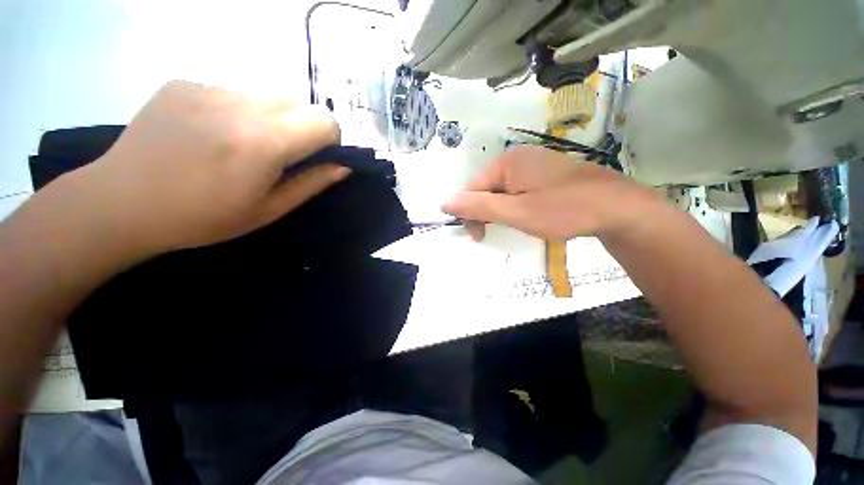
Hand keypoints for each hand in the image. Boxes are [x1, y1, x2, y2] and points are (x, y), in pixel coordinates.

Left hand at [70, 80, 346, 254]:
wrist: (121, 202)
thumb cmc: (203, 217)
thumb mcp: (269, 210)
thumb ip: (311, 184)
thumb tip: (342, 167)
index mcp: (264, 142)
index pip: (324, 120)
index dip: (330, 137)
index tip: (317, 155)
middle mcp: (240, 105)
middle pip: (299, 101)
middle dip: (302, 126)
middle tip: (281, 153)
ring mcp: (207, 88)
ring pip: (265, 94)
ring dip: (270, 117)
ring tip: (241, 143)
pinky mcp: (183, 82)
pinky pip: (231, 90)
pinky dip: (236, 110)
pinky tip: (210, 133)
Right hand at [443, 145, 659, 240]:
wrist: (618, 207)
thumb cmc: (563, 210)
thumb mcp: (515, 212)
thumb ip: (478, 207)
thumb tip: (444, 202)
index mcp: (506, 162)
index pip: (472, 189)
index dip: (469, 214)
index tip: (478, 237)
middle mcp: (517, 157)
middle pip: (487, 188)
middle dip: (486, 212)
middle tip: (497, 232)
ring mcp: (534, 164)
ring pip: (503, 191)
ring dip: (501, 210)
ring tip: (517, 223)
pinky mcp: (546, 173)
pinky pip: (519, 189)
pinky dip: (516, 205)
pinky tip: (529, 214)